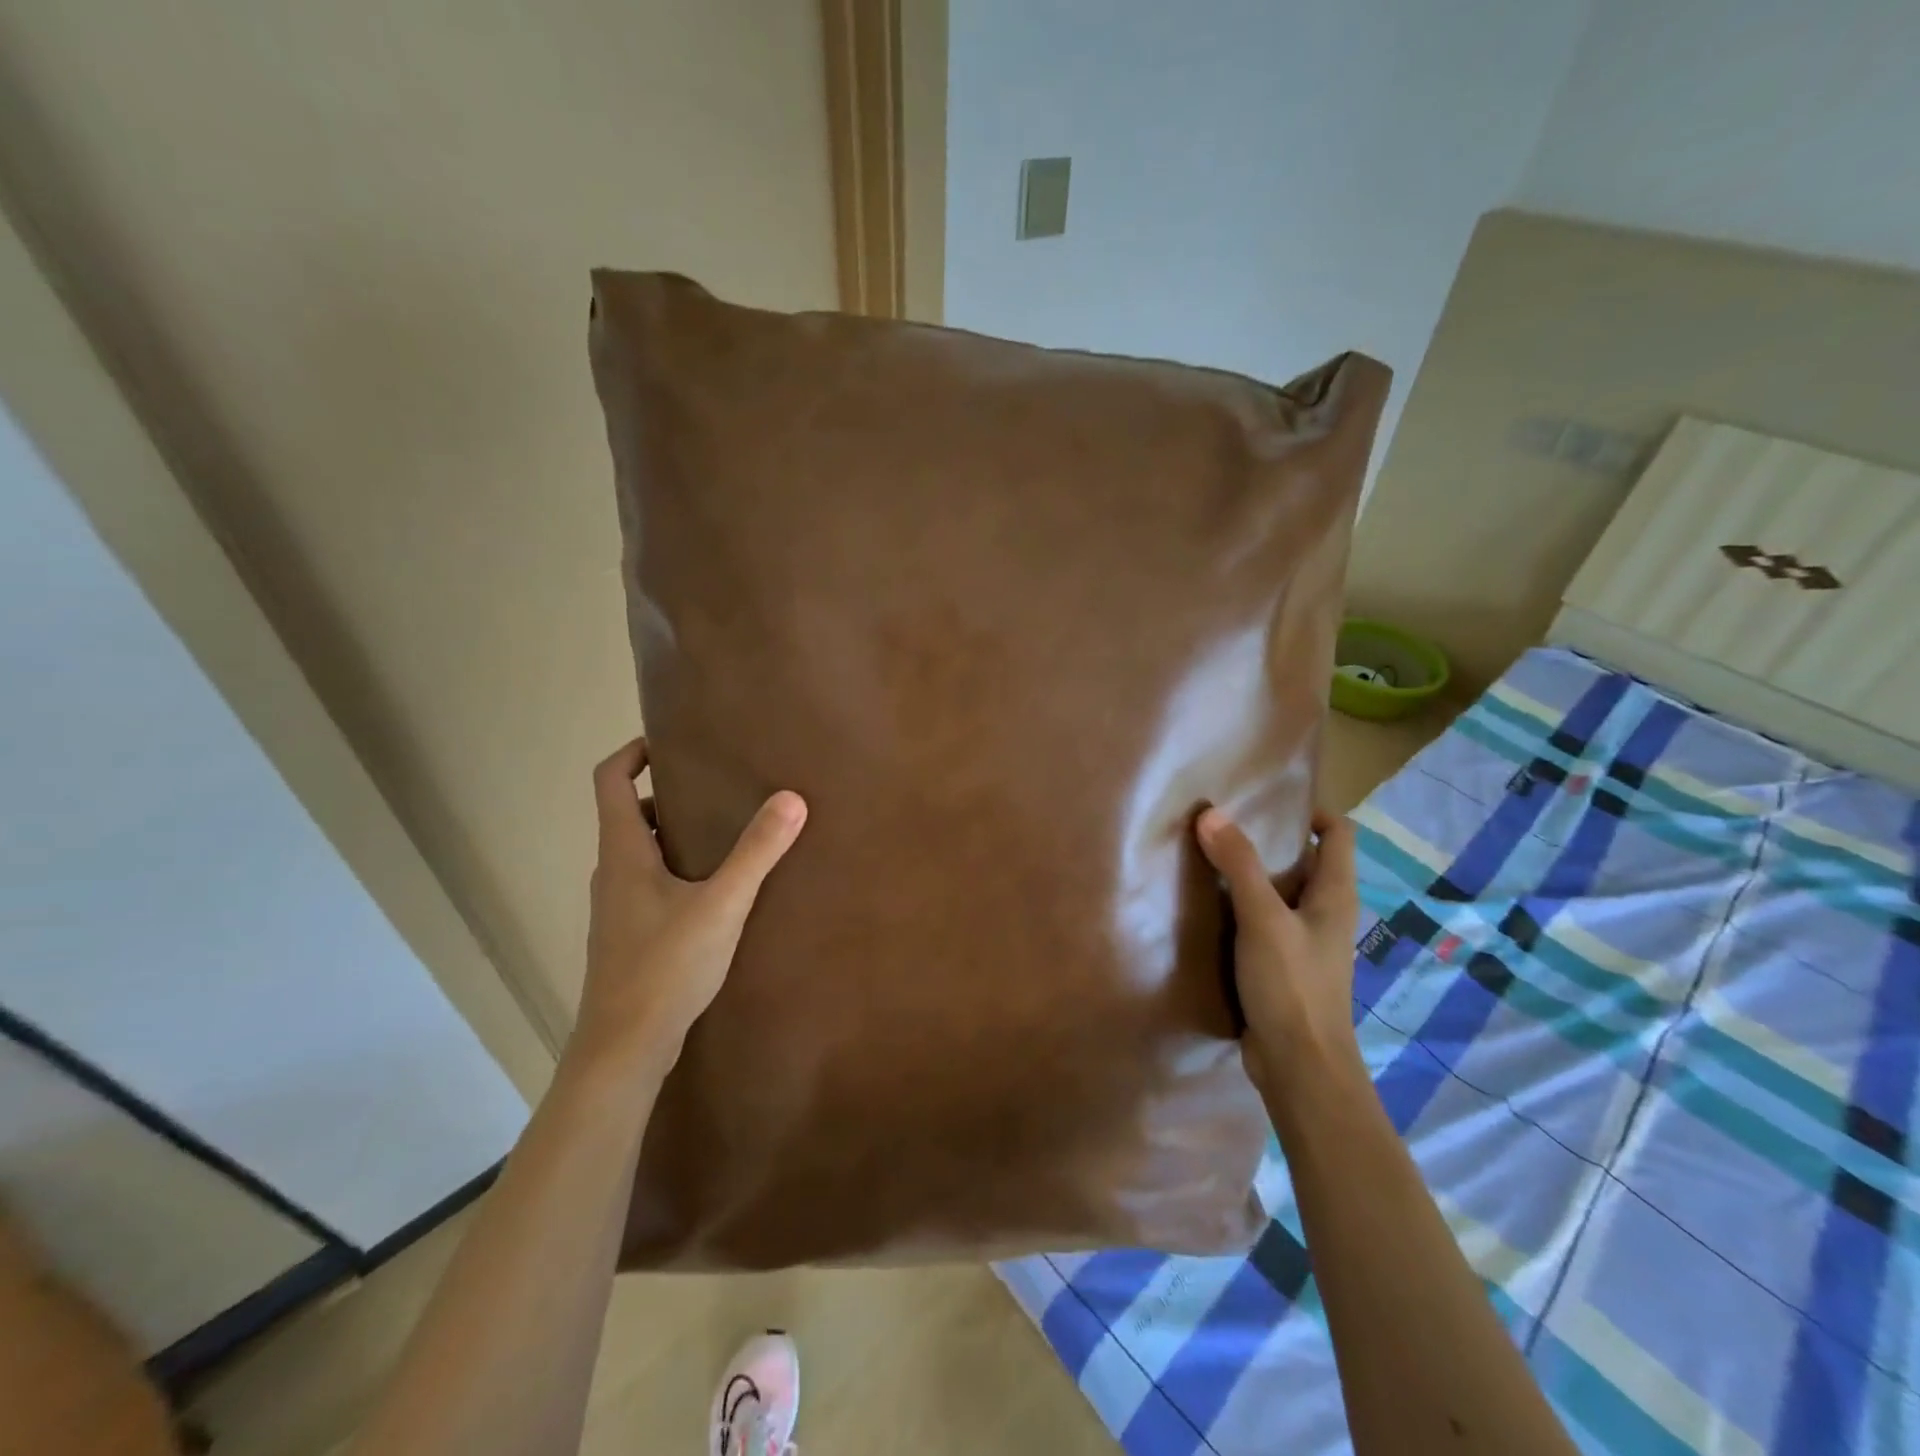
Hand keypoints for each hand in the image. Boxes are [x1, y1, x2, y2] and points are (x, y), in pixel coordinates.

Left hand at [575, 738, 806, 1073]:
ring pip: (642, 852)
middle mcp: (612, 873)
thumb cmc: (665, 967)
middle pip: (630, 814)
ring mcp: (617, 908)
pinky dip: (677, 868)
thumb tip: (791, 798)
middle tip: (717, 786)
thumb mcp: (721, 904)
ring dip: (675, 833)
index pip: (610, 781)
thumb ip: (757, 852)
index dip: (632, 752)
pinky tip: (715, 890)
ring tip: (724, 832)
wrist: (624, 1048)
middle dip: (668, 793)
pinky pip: (650, 883)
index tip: (669, 742)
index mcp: (623, 853)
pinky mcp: (629, 936)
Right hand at [1196, 807, 1361, 1094]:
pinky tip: (1208, 904)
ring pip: (1280, 891)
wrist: (1300, 1067)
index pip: (1338, 833)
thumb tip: (1210, 813)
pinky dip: (1240, 905)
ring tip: (1208, 854)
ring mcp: (1304, 940)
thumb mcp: (1262, 919)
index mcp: (1335, 894)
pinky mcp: (1282, 965)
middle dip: (1269, 838)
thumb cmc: (1292, 986)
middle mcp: (1325, 912)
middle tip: (1224, 821)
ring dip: (1250, 873)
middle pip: (1304, 859)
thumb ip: (1238, 865)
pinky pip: (1263, 920)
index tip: (1266, 798)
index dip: (1311, 810)